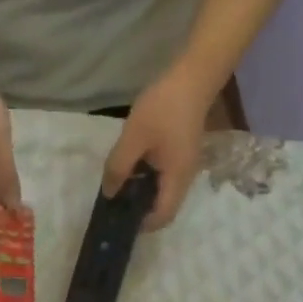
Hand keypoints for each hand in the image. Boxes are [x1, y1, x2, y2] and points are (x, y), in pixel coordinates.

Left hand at [101, 63, 216, 229]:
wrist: (193, 77)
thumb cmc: (164, 108)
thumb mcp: (133, 138)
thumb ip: (119, 167)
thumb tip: (109, 194)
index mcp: (177, 178)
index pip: (163, 216)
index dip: (143, 224)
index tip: (120, 219)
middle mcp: (185, 177)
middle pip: (164, 207)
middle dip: (140, 210)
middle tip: (115, 203)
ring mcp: (185, 165)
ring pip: (163, 191)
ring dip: (142, 193)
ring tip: (118, 186)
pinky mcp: (181, 153)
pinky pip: (163, 176)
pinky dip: (147, 178)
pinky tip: (131, 167)